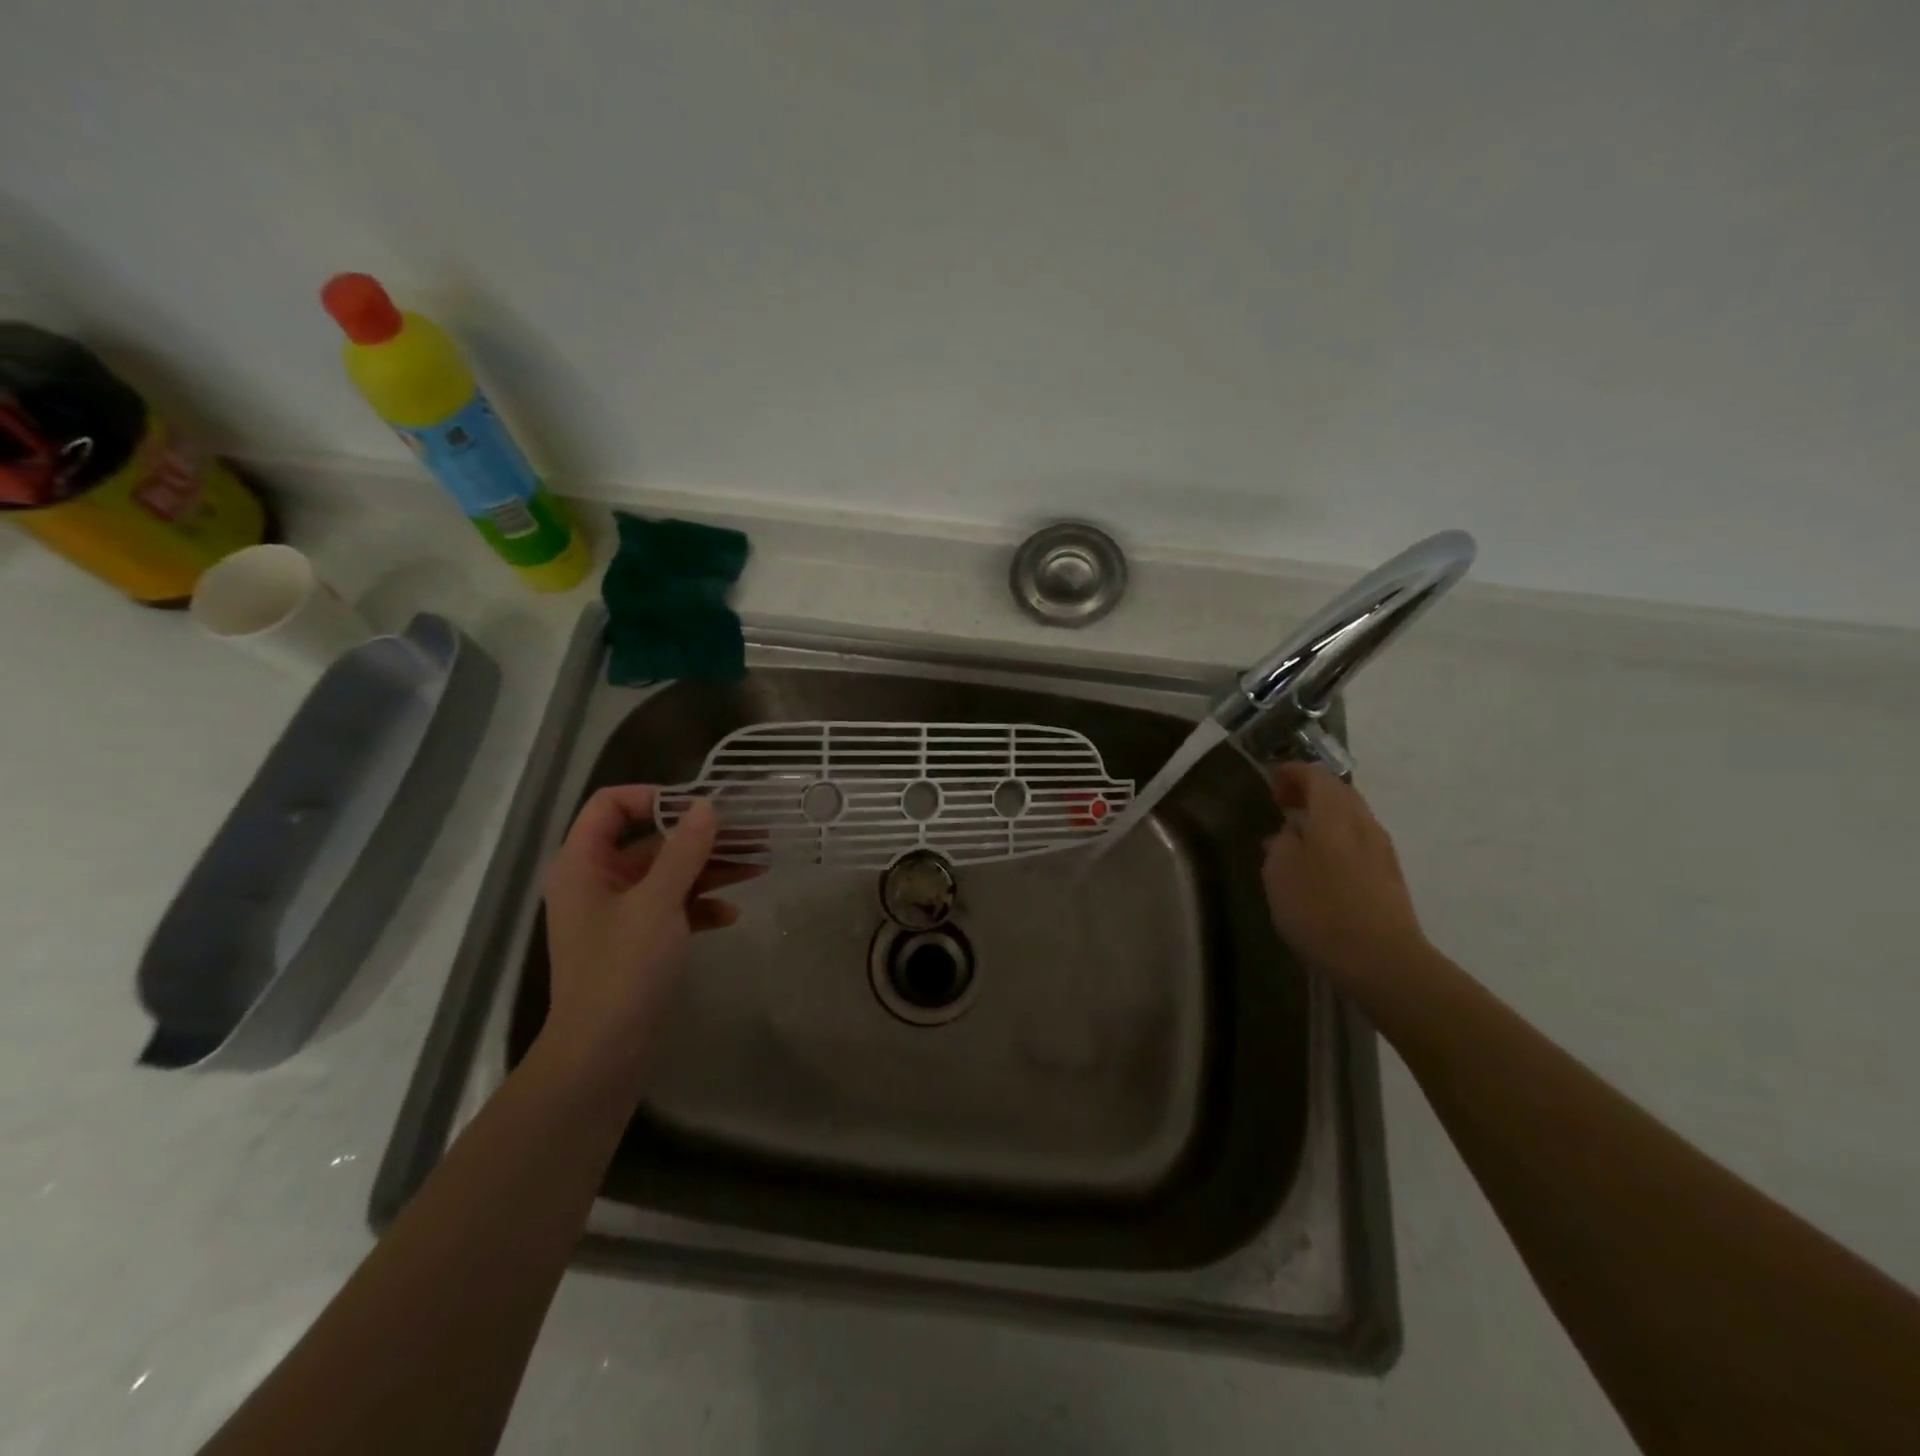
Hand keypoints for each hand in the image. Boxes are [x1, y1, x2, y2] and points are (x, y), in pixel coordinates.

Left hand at [538, 787, 749, 1072]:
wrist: (604, 1054)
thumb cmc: (623, 969)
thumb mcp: (658, 902)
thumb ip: (684, 850)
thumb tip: (707, 805)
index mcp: (583, 863)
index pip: (611, 805)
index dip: (656, 797)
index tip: (702, 807)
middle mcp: (598, 881)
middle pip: (652, 841)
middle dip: (702, 837)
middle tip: (753, 834)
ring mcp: (619, 913)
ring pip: (669, 874)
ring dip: (711, 869)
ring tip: (759, 866)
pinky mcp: (638, 940)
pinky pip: (673, 908)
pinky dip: (701, 906)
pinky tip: (730, 914)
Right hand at [1262, 762, 1430, 984]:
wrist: (1383, 962)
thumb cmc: (1321, 909)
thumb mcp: (1280, 872)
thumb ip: (1281, 843)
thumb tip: (1290, 831)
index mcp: (1335, 815)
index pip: (1317, 777)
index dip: (1293, 773)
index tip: (1272, 780)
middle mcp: (1364, 825)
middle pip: (1340, 793)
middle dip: (1311, 791)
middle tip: (1283, 802)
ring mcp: (1382, 852)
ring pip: (1352, 818)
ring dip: (1325, 817)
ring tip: (1298, 834)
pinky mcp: (1389, 879)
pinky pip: (1359, 843)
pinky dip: (1337, 839)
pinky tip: (1320, 864)